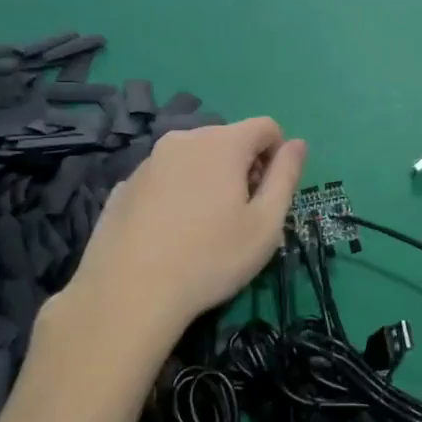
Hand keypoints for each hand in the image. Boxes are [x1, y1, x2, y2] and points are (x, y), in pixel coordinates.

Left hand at [50, 120, 305, 371]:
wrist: (128, 295)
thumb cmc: (210, 259)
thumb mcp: (266, 224)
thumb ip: (286, 176)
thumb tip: (297, 143)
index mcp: (222, 143)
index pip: (266, 127)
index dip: (277, 156)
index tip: (268, 196)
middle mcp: (183, 139)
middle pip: (228, 140)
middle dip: (243, 168)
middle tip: (239, 217)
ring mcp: (148, 161)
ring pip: (194, 159)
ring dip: (209, 180)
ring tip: (203, 229)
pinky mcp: (124, 186)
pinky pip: (165, 179)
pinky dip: (177, 195)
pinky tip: (170, 235)